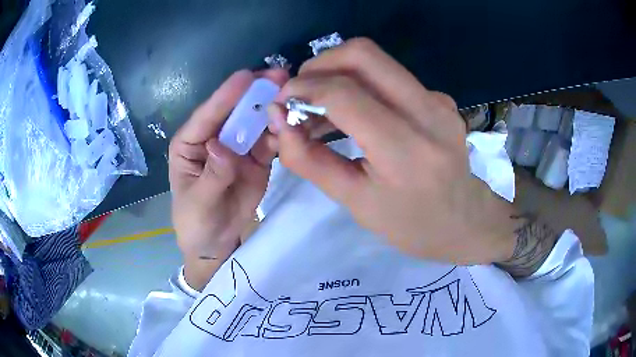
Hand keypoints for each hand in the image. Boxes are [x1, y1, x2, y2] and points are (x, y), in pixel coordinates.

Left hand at [169, 69, 287, 288]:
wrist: (216, 243)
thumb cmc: (196, 222)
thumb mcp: (199, 203)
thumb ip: (212, 175)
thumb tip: (221, 146)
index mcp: (190, 143)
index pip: (207, 115)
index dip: (226, 96)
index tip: (247, 76)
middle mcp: (214, 138)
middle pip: (233, 111)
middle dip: (254, 94)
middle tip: (278, 76)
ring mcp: (237, 147)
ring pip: (254, 122)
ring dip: (271, 108)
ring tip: (291, 92)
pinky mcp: (256, 159)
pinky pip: (269, 142)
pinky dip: (280, 133)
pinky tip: (292, 123)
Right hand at [269, 38, 515, 264]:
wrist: (466, 222)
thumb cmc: (412, 225)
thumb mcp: (355, 202)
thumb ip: (310, 161)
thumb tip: (279, 124)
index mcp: (406, 150)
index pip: (344, 94)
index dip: (303, 89)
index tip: (282, 103)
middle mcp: (428, 112)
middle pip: (363, 54)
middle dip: (320, 64)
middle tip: (300, 92)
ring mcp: (439, 100)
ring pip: (377, 60)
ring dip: (337, 72)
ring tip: (319, 106)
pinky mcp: (440, 98)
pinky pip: (391, 76)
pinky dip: (361, 84)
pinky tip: (354, 112)